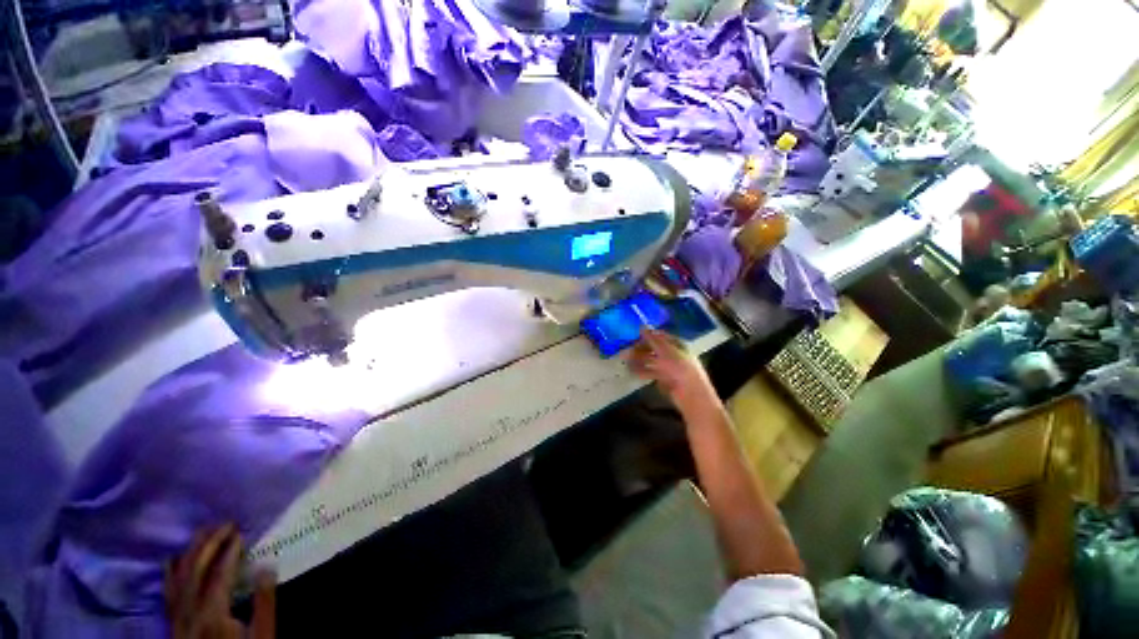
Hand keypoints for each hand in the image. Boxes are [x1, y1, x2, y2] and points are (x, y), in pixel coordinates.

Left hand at [165, 525, 274, 638]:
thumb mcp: (263, 634)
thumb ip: (264, 603)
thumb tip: (266, 567)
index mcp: (213, 613)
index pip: (219, 574)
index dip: (229, 551)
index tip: (241, 532)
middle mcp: (190, 612)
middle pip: (195, 571)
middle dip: (209, 544)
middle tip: (225, 524)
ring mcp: (177, 617)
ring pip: (178, 578)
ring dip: (191, 552)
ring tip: (203, 532)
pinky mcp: (173, 622)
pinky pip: (168, 592)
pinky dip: (170, 572)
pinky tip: (173, 559)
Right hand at [628, 329, 717, 414]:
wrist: (690, 394)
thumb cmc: (680, 367)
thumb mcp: (665, 350)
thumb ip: (652, 339)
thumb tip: (641, 326)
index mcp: (677, 344)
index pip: (659, 336)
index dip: (647, 336)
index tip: (633, 338)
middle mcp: (673, 354)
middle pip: (654, 348)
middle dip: (640, 349)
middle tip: (626, 351)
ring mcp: (669, 367)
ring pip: (651, 360)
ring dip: (638, 360)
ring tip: (626, 362)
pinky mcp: (664, 379)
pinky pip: (651, 372)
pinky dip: (641, 371)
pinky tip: (632, 371)